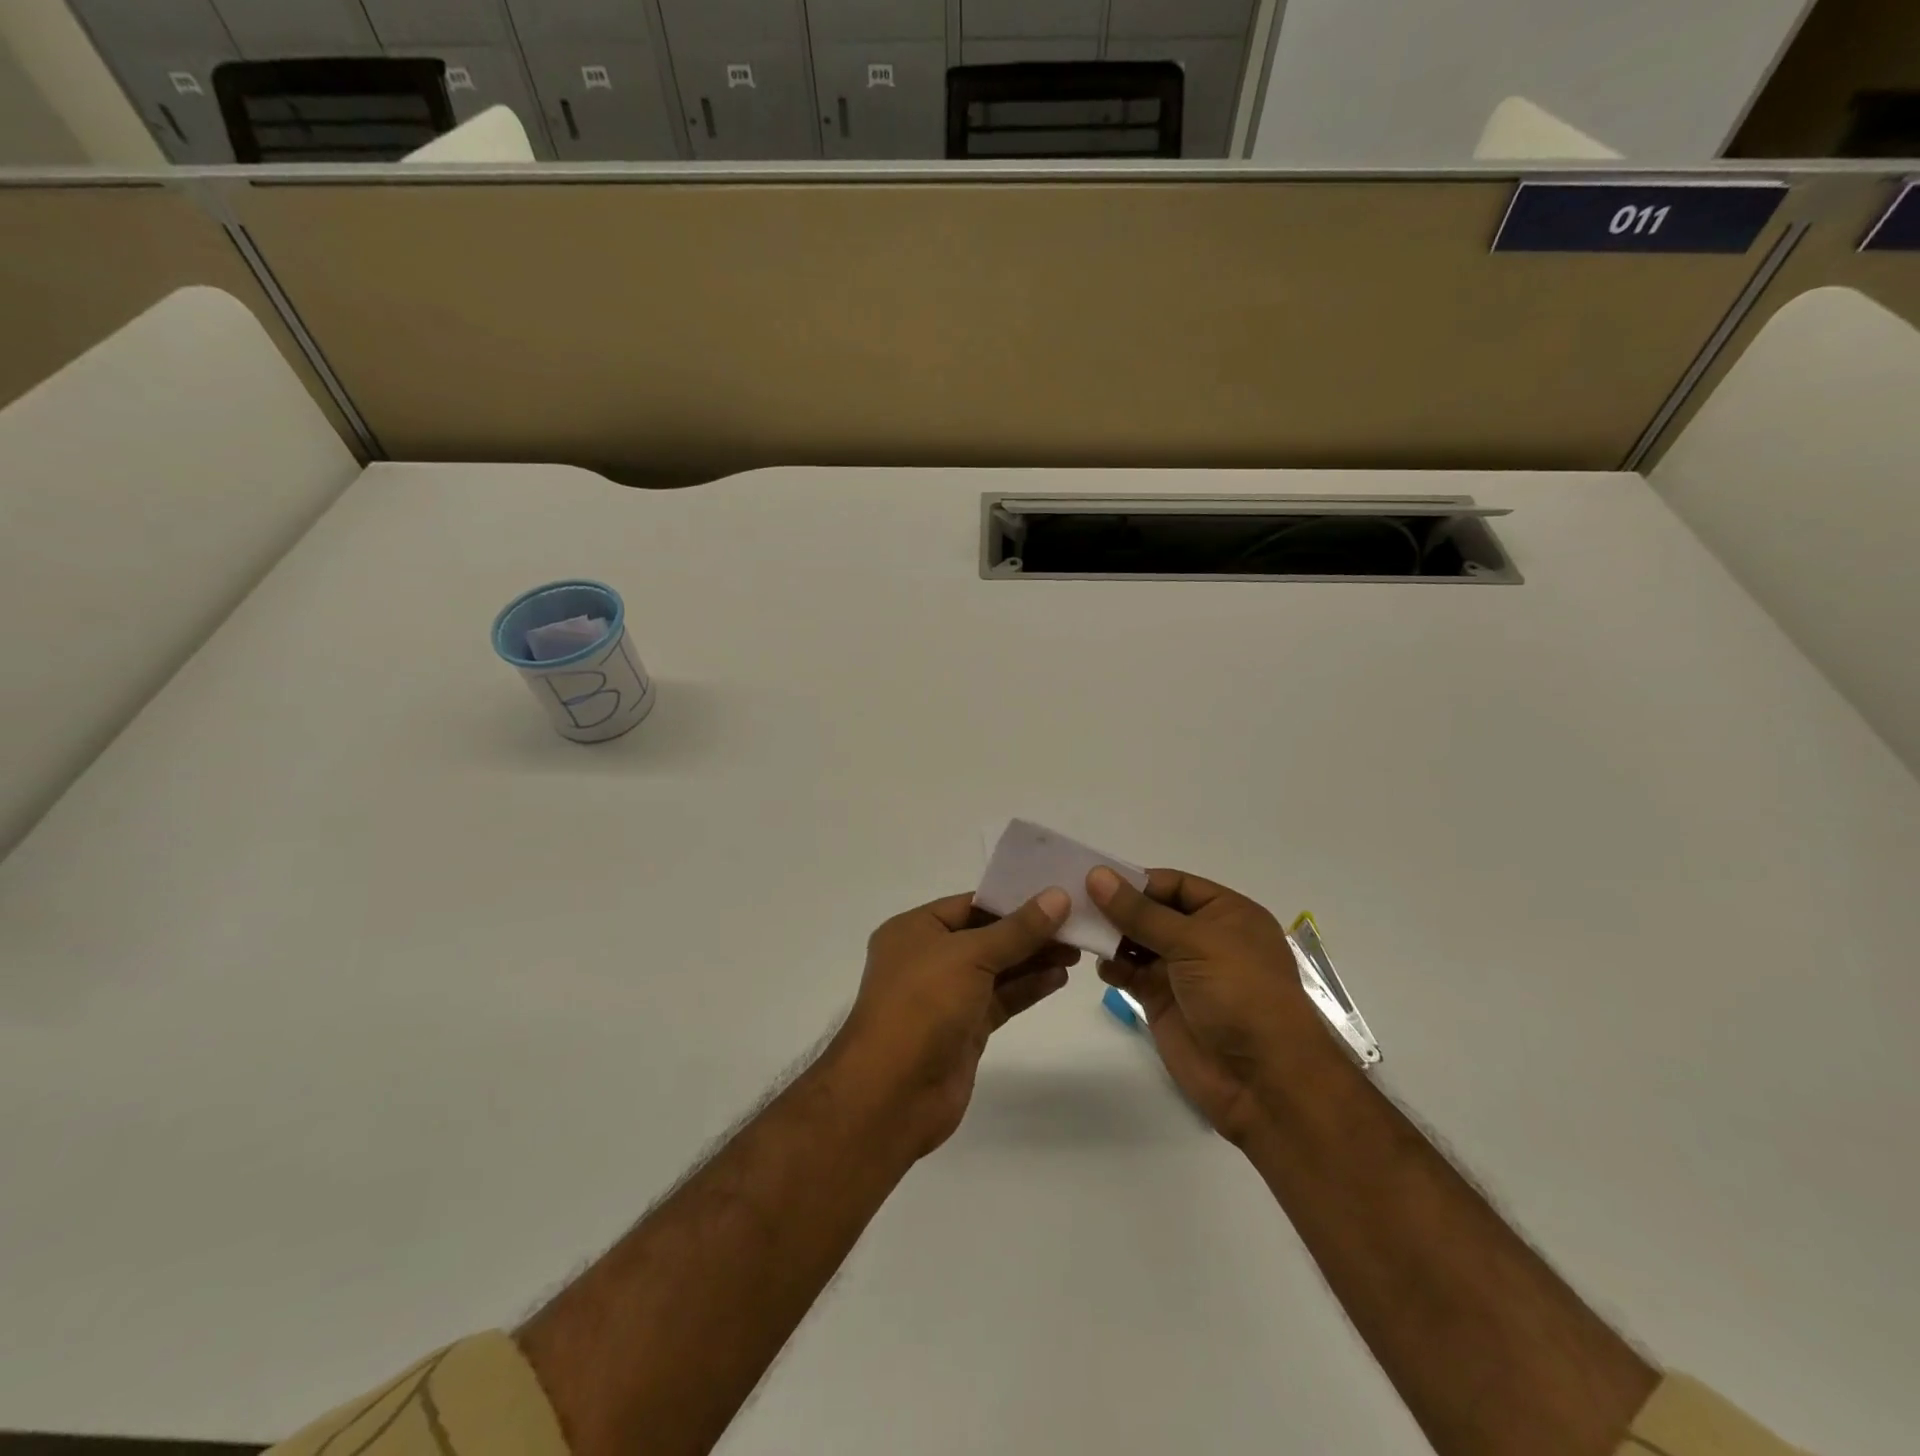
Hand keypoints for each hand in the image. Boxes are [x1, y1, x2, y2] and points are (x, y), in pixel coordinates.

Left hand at [828, 888, 1076, 1157]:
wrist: (893, 1094)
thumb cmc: (922, 1005)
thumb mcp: (970, 955)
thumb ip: (1017, 929)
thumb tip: (1058, 897)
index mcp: (915, 930)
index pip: (970, 904)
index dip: (1012, 898)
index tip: (1055, 893)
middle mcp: (928, 958)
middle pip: (986, 936)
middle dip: (1029, 931)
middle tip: (1075, 924)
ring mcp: (946, 996)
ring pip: (997, 969)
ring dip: (1033, 959)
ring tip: (1076, 949)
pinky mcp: (964, 1029)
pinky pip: (1001, 999)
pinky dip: (1028, 988)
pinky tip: (1059, 977)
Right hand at [1088, 867, 1340, 1144]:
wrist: (1262, 1081)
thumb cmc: (1240, 995)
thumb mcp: (1194, 943)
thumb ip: (1141, 912)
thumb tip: (1096, 875)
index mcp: (1226, 913)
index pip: (1173, 884)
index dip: (1137, 881)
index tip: (1094, 879)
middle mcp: (1204, 937)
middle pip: (1151, 911)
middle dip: (1118, 907)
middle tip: (1073, 901)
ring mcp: (1182, 971)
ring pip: (1137, 941)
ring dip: (1111, 935)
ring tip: (1079, 931)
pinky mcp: (1163, 1000)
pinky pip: (1131, 973)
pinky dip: (1113, 967)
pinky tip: (1101, 966)